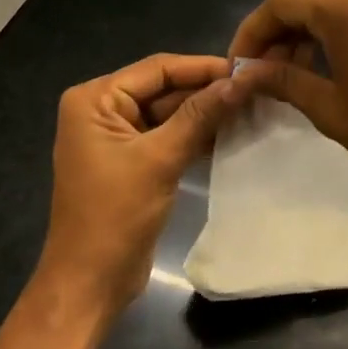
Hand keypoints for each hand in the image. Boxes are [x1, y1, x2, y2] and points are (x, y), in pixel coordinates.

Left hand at [33, 54, 242, 330]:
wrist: (91, 280)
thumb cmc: (115, 214)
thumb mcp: (160, 159)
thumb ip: (200, 116)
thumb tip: (240, 81)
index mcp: (94, 100)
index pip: (157, 69)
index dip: (203, 67)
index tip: (247, 68)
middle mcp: (102, 111)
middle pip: (164, 89)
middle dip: (207, 91)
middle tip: (256, 89)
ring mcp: (117, 138)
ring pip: (170, 114)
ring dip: (206, 114)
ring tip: (252, 108)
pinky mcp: (133, 162)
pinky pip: (169, 137)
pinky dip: (196, 136)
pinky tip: (233, 134)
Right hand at [227, 0, 347, 202]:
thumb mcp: (330, 108)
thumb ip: (283, 81)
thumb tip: (246, 73)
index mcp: (345, 7)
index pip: (280, 4)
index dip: (252, 33)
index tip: (239, 67)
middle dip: (279, 31)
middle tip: (264, 72)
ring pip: (335, 4)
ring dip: (308, 32)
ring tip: (293, 75)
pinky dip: (336, 33)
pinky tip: (330, 68)